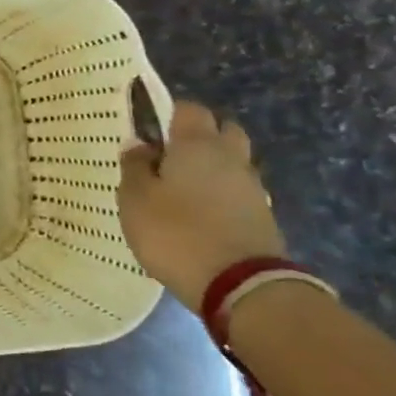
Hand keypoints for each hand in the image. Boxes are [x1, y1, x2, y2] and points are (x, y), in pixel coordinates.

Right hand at [118, 100, 285, 312]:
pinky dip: (221, 195)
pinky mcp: (262, 217)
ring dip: (212, 168)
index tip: (148, 132)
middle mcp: (231, 158)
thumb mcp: (135, 200)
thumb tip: (139, 145)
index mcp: (197, 145)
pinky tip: (200, 214)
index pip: (188, 109)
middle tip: (168, 158)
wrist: (240, 285)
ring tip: (181, 190)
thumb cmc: (176, 233)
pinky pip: (237, 192)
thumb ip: (134, 167)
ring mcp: (252, 188)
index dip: (168, 114)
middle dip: (199, 136)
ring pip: (232, 163)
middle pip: (222, 131)